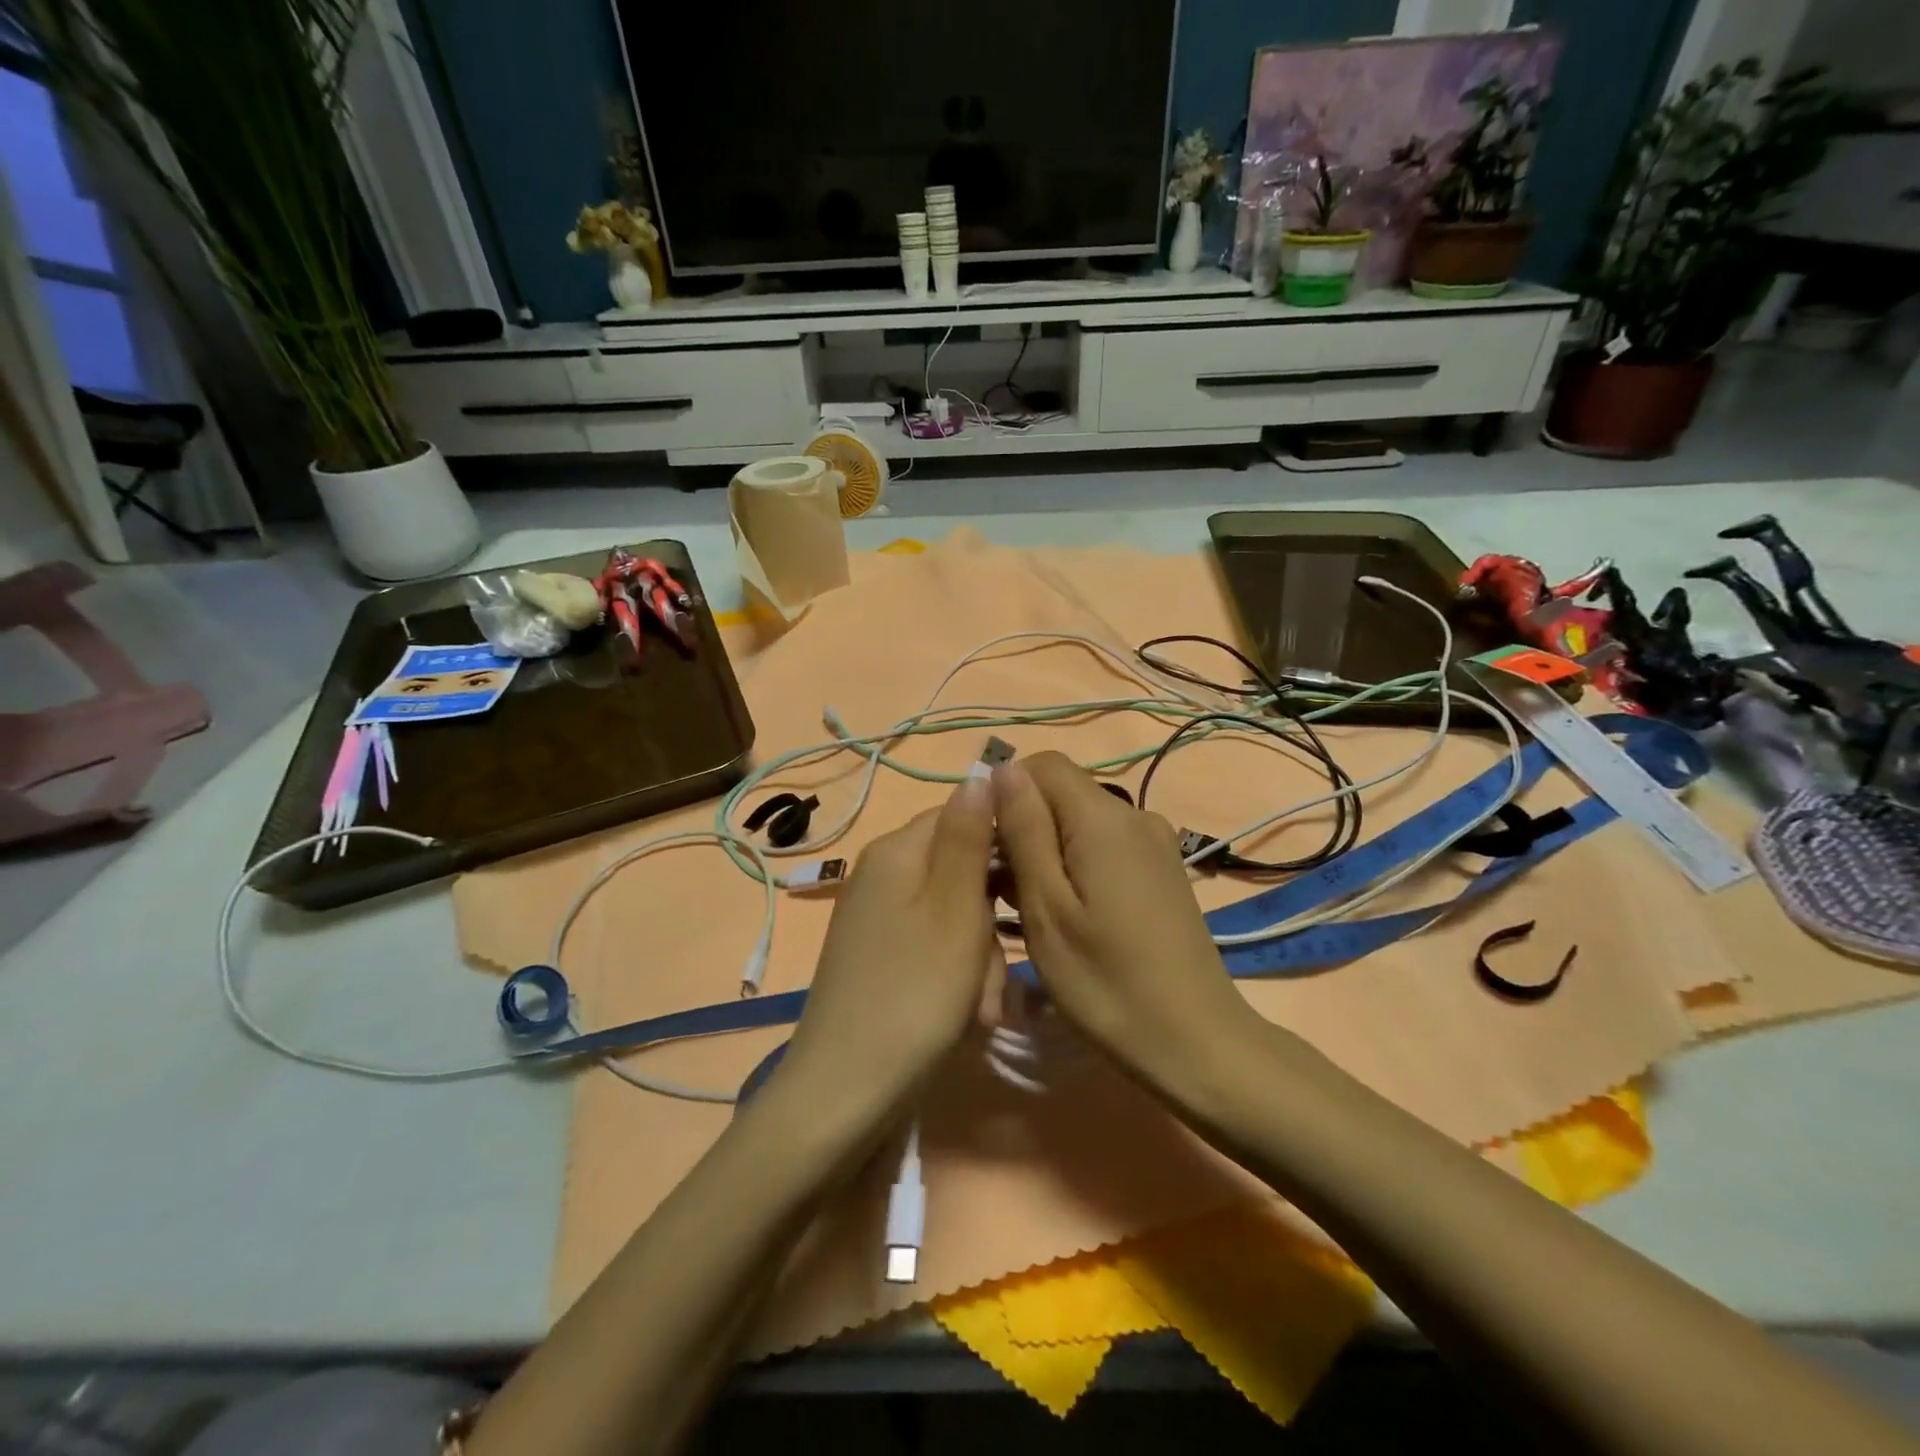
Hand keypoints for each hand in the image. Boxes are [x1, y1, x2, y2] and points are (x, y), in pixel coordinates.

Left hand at [778, 775, 999, 1118]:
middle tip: (998, 970)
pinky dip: (956, 978)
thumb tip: (979, 771)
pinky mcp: (879, 957)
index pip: (963, 815)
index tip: (1032, 887)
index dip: (1004, 846)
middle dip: (991, 920)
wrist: (845, 1092)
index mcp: (897, 850)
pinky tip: (966, 1018)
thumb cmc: (915, 994)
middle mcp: (882, 874)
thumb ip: (968, 836)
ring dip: (980, 959)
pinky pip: (932, 948)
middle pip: (960, 871)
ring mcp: (877, 918)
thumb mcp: (955, 908)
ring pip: (953, 916)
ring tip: (982, 1009)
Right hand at [991, 752, 1261, 1099]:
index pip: (1043, 764)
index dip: (1005, 792)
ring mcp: (1154, 843)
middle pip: (1062, 792)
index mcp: (1104, 818)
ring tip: (1024, 909)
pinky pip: (1105, 845)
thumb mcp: (1047, 907)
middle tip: (997, 889)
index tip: (983, 844)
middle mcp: (1135, 815)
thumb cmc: (1106, 982)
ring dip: (1045, 850)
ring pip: (1080, 822)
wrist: (1196, 1042)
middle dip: (1022, 825)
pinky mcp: (1162, 869)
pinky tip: (1065, 913)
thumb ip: (1024, 830)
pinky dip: (1074, 865)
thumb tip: (1003, 768)